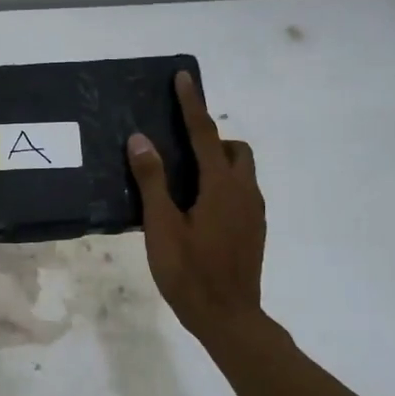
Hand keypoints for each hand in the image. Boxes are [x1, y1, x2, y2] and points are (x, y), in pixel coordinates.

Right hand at [127, 71, 268, 346]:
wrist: (228, 318)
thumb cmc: (189, 272)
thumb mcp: (161, 226)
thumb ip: (152, 180)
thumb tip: (140, 139)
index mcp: (221, 187)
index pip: (205, 134)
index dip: (192, 104)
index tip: (184, 77)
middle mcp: (244, 192)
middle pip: (233, 149)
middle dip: (210, 138)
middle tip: (178, 149)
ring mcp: (253, 212)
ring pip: (240, 171)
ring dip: (216, 163)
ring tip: (183, 181)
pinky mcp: (254, 229)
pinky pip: (239, 191)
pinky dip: (221, 184)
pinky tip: (196, 209)